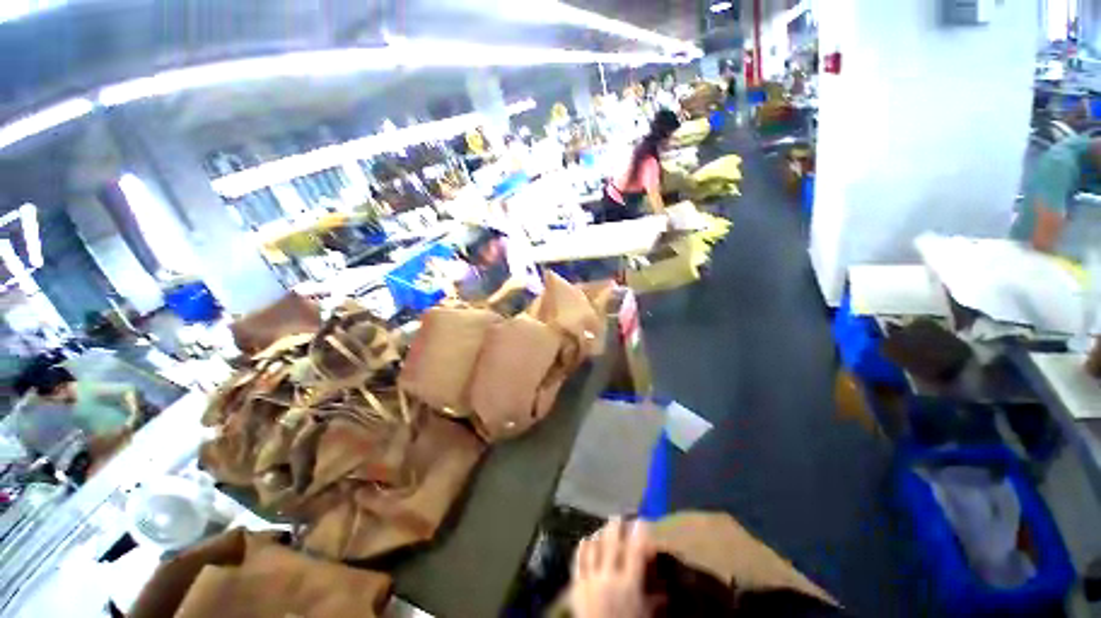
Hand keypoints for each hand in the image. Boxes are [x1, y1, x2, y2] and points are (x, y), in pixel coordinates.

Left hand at [570, 518, 651, 617]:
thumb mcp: (647, 616)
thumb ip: (655, 596)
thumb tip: (665, 581)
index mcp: (629, 586)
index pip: (636, 550)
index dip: (640, 532)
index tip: (643, 520)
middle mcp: (608, 577)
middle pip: (613, 542)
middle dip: (618, 525)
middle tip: (622, 516)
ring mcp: (590, 580)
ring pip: (594, 547)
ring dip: (601, 533)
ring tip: (606, 525)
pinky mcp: (576, 586)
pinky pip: (578, 561)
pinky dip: (583, 548)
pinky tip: (586, 539)